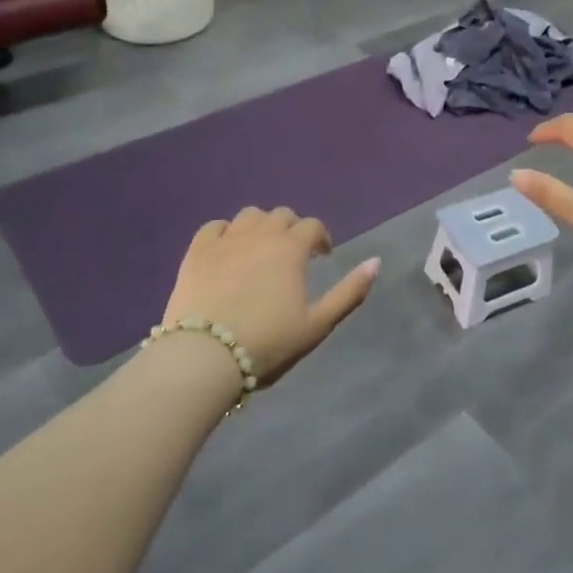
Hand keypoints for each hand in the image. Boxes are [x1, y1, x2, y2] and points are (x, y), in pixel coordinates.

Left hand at [162, 207, 379, 381]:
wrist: (204, 356)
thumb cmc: (268, 343)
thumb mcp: (317, 324)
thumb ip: (350, 291)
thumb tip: (376, 262)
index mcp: (291, 248)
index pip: (313, 226)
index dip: (321, 239)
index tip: (322, 257)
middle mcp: (260, 234)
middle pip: (282, 215)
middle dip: (292, 230)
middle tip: (292, 256)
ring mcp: (226, 240)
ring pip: (250, 216)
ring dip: (262, 226)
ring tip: (261, 250)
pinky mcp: (197, 251)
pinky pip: (215, 227)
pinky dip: (226, 232)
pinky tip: (228, 250)